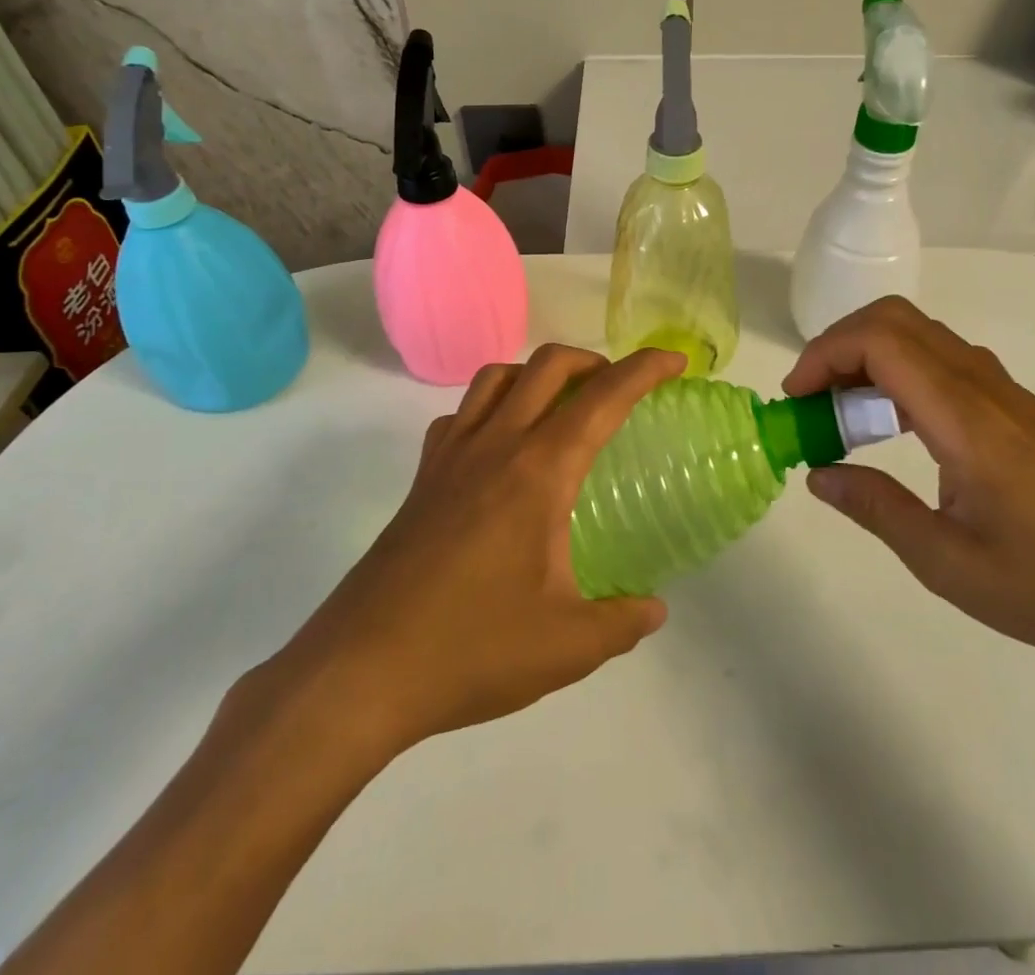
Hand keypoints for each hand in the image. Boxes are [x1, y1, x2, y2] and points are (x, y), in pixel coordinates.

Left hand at [263, 344, 681, 769]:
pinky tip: (500, 449)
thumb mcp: (567, 646)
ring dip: (538, 374)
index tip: (675, 361)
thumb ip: (622, 622)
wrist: (359, 673)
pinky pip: (460, 415)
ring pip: (498, 377)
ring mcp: (450, 457)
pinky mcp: (422, 479)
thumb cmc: (470, 651)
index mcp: (539, 472)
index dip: (644, 369)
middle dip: (593, 360)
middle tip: (619, 388)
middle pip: (548, 365)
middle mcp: (495, 445)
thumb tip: (653, 609)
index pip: (603, 398)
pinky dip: (491, 407)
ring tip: (561, 407)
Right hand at [783, 297, 1034, 679]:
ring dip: (869, 357)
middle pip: (896, 320)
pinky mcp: (1017, 409)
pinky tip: (893, 426)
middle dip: (839, 345)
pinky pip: (944, 361)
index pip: (880, 342)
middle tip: (811, 400)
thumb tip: (818, 474)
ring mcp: (1005, 393)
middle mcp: (984, 388)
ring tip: (843, 415)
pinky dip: (900, 372)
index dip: (824, 355)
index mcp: (964, 418)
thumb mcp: (946, 561)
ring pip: (921, 335)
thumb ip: (876, 508)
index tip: (796, 400)